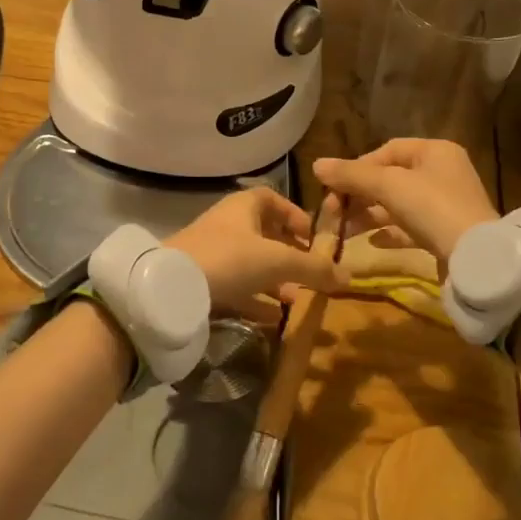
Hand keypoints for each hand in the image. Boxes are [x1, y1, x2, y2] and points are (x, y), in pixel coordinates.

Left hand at [165, 187, 345, 320]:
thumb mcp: (279, 261)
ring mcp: (213, 252)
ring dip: (274, 279)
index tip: (314, 238)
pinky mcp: (202, 280)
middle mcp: (228, 224)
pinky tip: (273, 319)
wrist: (172, 287)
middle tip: (310, 273)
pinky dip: (255, 299)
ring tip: (297, 299)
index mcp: (244, 206)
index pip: (274, 200)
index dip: (296, 216)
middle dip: (289, 254)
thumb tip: (348, 276)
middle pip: (264, 234)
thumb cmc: (230, 258)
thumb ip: (314, 268)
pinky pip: (236, 287)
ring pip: (251, 263)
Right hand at [313, 139, 498, 261]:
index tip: (335, 187)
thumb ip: (352, 175)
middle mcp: (443, 173)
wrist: (476, 259)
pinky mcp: (446, 233)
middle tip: (333, 212)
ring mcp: (446, 205)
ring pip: (398, 204)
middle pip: (391, 178)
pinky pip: (411, 227)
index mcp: (435, 151)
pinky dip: (390, 232)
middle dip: (359, 194)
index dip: (358, 167)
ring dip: (369, 215)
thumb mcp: (389, 186)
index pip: (388, 150)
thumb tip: (316, 165)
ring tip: (343, 231)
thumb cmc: (433, 208)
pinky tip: (371, 242)